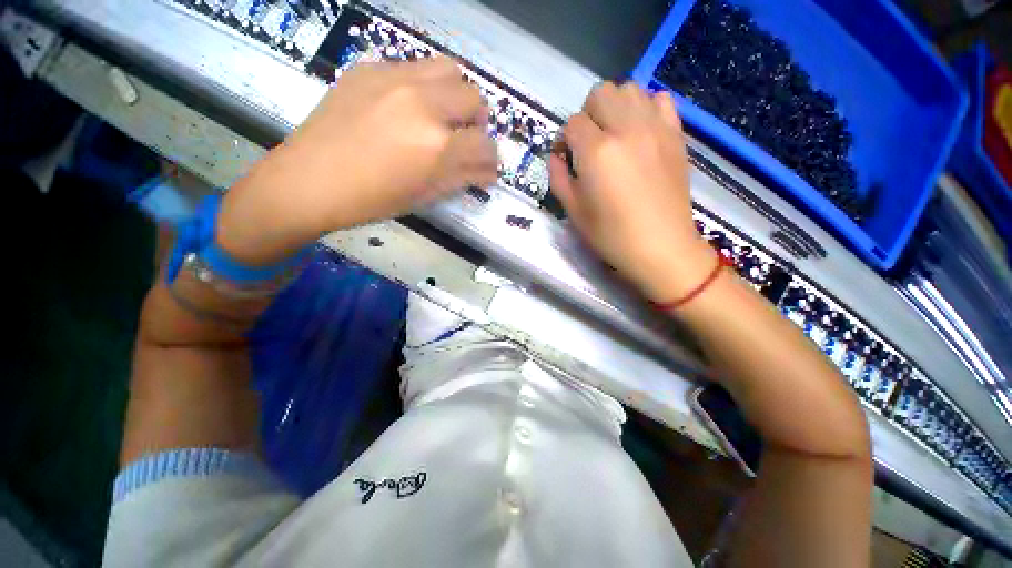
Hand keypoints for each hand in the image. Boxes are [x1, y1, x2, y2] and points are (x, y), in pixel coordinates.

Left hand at [218, 58, 496, 264]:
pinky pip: (414, 68)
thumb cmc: (372, 200)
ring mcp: (394, 78)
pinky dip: (424, 88)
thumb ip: (462, 178)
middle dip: (477, 122)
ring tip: (442, 116)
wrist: (309, 180)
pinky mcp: (370, 68)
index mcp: (435, 146)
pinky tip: (407, 109)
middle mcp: (422, 103)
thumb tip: (488, 171)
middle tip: (465, 139)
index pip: (484, 145)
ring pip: (449, 70)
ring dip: (455, 96)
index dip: (491, 159)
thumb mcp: (425, 195)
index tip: (486, 167)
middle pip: (474, 97)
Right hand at [549, 82, 714, 302]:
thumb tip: (556, 156)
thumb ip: (558, 177)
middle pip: (600, 94)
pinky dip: (646, 107)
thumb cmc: (611, 235)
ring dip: (615, 106)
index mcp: (597, 152)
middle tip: (588, 143)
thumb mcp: (574, 211)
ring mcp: (655, 128)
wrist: (661, 247)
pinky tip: (640, 131)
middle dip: (587, 115)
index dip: (564, 139)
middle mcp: (626, 129)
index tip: (566, 157)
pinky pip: (660, 100)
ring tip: (613, 134)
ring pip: (630, 89)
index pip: (572, 123)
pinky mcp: (675, 134)